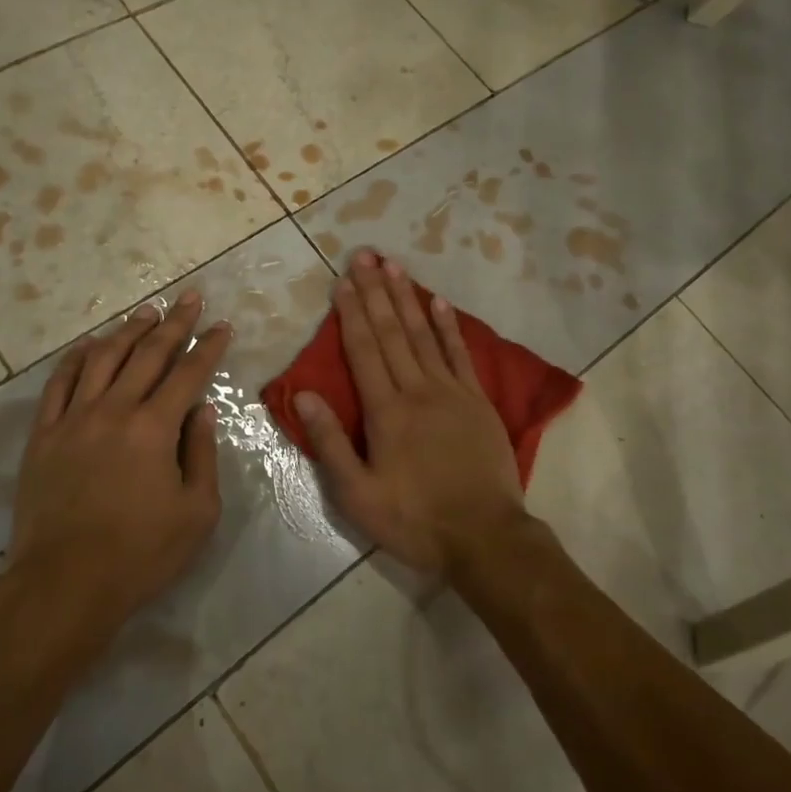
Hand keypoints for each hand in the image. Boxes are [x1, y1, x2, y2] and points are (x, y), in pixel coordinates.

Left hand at [12, 293, 230, 631]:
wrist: (63, 585)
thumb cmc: (140, 553)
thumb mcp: (196, 511)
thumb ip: (202, 453)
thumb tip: (202, 409)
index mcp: (154, 428)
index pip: (189, 373)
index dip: (210, 346)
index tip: (223, 325)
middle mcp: (114, 411)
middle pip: (148, 354)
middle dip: (175, 322)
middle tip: (191, 297)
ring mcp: (73, 420)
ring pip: (103, 359)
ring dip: (128, 331)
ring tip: (147, 311)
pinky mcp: (43, 436)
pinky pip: (59, 384)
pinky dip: (76, 358)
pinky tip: (90, 345)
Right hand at [295, 252, 529, 576]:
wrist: (485, 536)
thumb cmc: (415, 520)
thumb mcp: (358, 495)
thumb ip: (330, 442)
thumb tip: (304, 394)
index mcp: (386, 411)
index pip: (363, 350)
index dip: (351, 312)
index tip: (342, 280)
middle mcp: (417, 390)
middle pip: (391, 332)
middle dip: (375, 291)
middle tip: (364, 255)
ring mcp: (451, 391)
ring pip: (423, 334)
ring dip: (406, 298)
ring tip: (394, 266)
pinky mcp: (477, 400)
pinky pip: (459, 354)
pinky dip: (447, 326)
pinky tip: (438, 301)